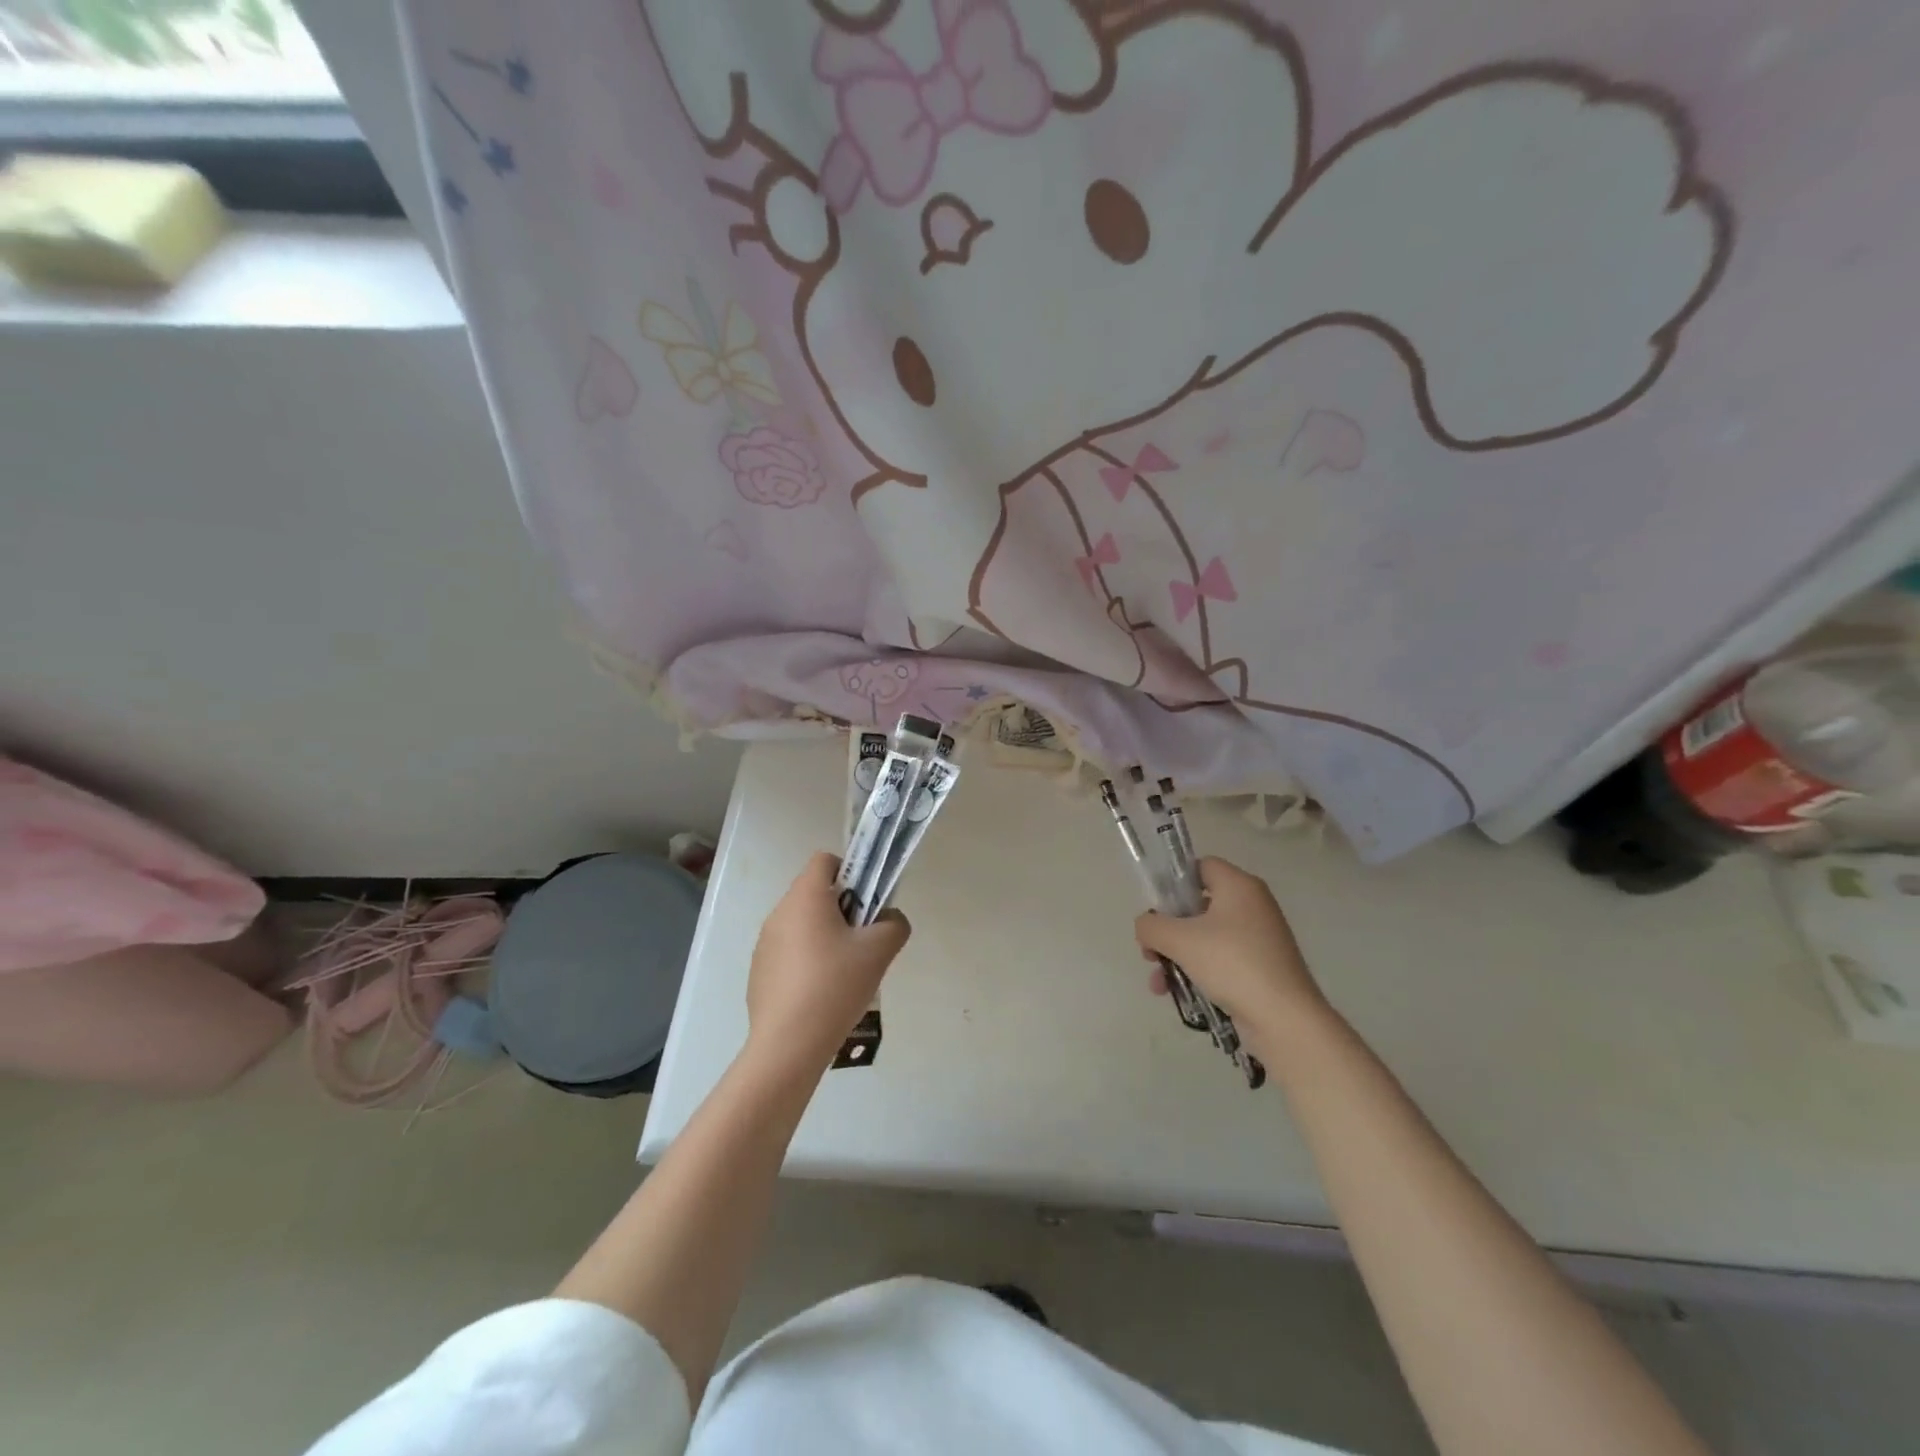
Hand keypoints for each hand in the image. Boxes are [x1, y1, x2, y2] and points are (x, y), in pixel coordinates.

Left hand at [745, 852, 910, 1075]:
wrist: (788, 1044)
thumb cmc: (835, 986)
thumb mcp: (879, 951)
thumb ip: (894, 924)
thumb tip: (888, 919)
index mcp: (806, 897)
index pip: (825, 860)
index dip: (851, 871)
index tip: (867, 902)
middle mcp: (780, 912)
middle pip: (815, 893)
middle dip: (843, 908)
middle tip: (862, 941)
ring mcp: (765, 943)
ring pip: (802, 924)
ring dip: (824, 936)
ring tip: (844, 972)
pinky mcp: (759, 971)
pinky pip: (789, 952)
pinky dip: (806, 961)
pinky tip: (821, 993)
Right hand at [1134, 857, 1328, 1049]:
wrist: (1285, 1020)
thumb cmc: (1232, 964)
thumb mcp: (1179, 940)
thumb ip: (1151, 925)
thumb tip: (1146, 926)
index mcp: (1239, 886)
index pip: (1200, 867)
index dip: (1174, 882)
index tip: (1155, 908)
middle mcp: (1252, 906)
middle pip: (1198, 905)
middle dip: (1168, 929)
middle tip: (1149, 951)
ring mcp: (1259, 938)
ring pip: (1205, 937)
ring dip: (1176, 956)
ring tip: (1158, 982)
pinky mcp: (1261, 968)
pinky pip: (1220, 960)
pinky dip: (1197, 971)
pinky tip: (1176, 994)